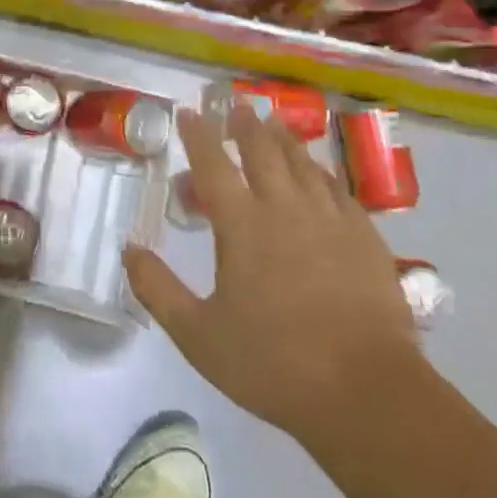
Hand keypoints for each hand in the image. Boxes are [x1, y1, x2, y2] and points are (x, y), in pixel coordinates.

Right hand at [124, 107, 421, 448]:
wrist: (367, 393)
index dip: (198, 134)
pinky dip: (321, 171)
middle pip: (262, 150)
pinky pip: (338, 188)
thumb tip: (129, 249)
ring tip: (273, 122)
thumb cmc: (274, 362)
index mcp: (242, 225)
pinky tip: (319, 172)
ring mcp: (329, 218)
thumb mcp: (198, 335)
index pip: (213, 164)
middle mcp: (284, 208)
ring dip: (283, 138)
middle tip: (236, 104)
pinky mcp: (364, 237)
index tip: (188, 112)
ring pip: (302, 163)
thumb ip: (158, 289)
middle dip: (245, 124)